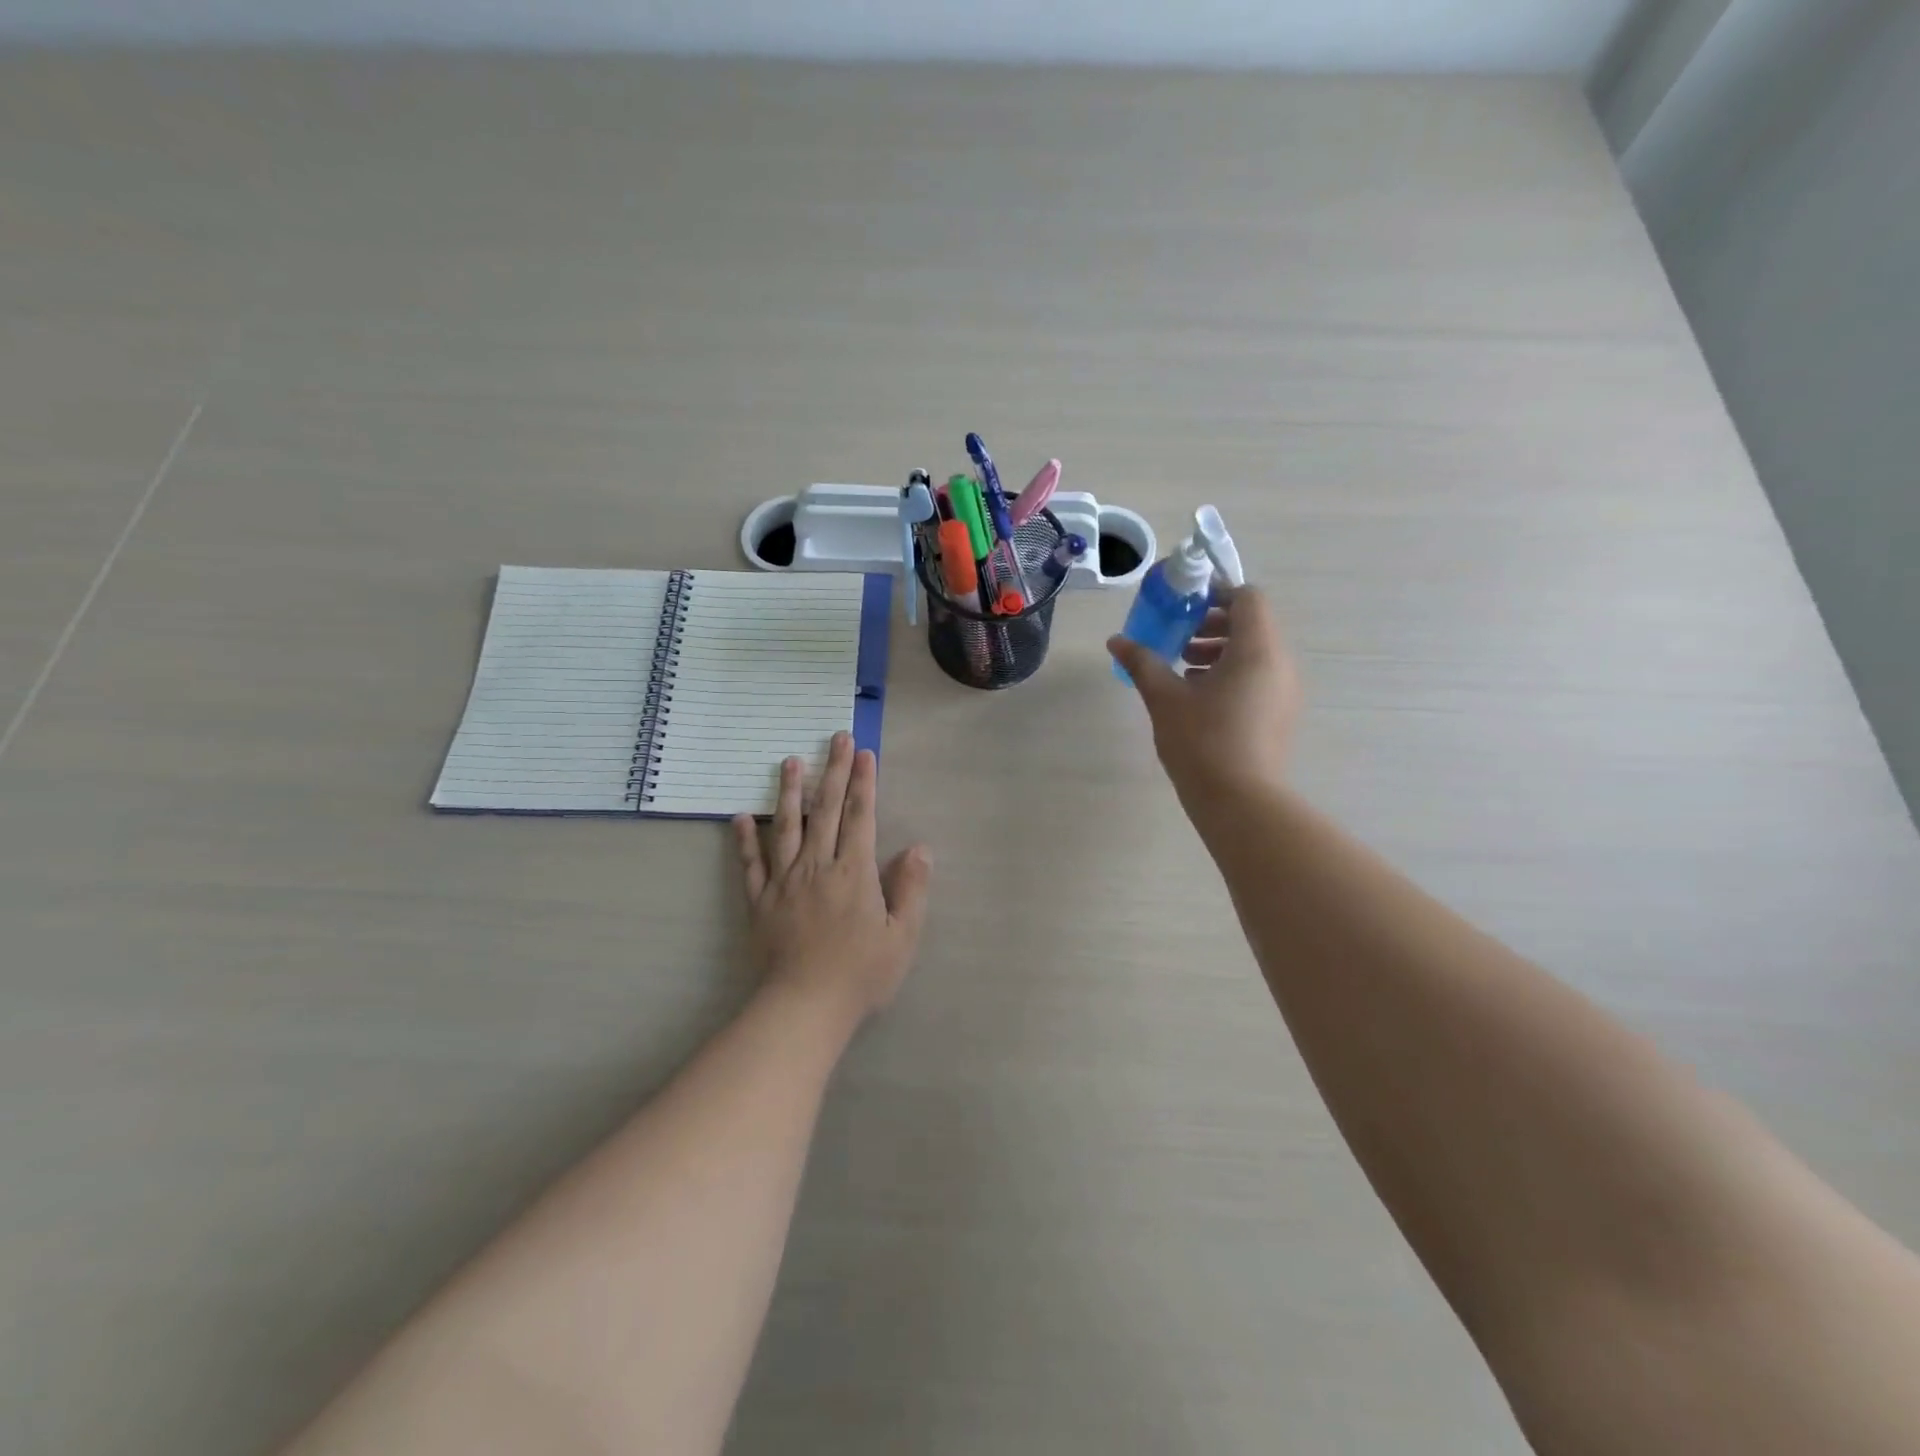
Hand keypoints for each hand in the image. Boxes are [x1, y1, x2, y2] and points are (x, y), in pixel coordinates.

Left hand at [732, 731, 932, 1019]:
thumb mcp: (901, 937)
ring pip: (786, 827)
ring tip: (790, 761)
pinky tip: (740, 817)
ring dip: (790, 792)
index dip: (863, 782)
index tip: (863, 753)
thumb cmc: (860, 974)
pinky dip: (745, 839)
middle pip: (825, 810)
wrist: (804, 1007)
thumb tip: (919, 848)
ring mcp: (784, 881)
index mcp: (853, 872)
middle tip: (835, 738)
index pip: (859, 816)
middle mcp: (817, 866)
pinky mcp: (759, 901)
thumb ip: (911, 889)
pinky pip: (751, 864)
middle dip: (832, 771)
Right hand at [1107, 585, 1299, 807]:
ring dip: (1221, 651)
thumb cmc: (1202, 741)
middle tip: (1180, 639)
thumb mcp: (1165, 698)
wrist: (1240, 802)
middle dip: (1214, 625)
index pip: (1248, 598)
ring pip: (1256, 653)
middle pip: (1253, 624)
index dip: (1217, 594)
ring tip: (1184, 670)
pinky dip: (1232, 675)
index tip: (1185, 607)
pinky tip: (1199, 699)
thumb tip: (1116, 641)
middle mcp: (1280, 664)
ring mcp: (1285, 691)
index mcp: (1257, 649)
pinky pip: (1259, 677)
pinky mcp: (1281, 715)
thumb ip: (1142, 663)